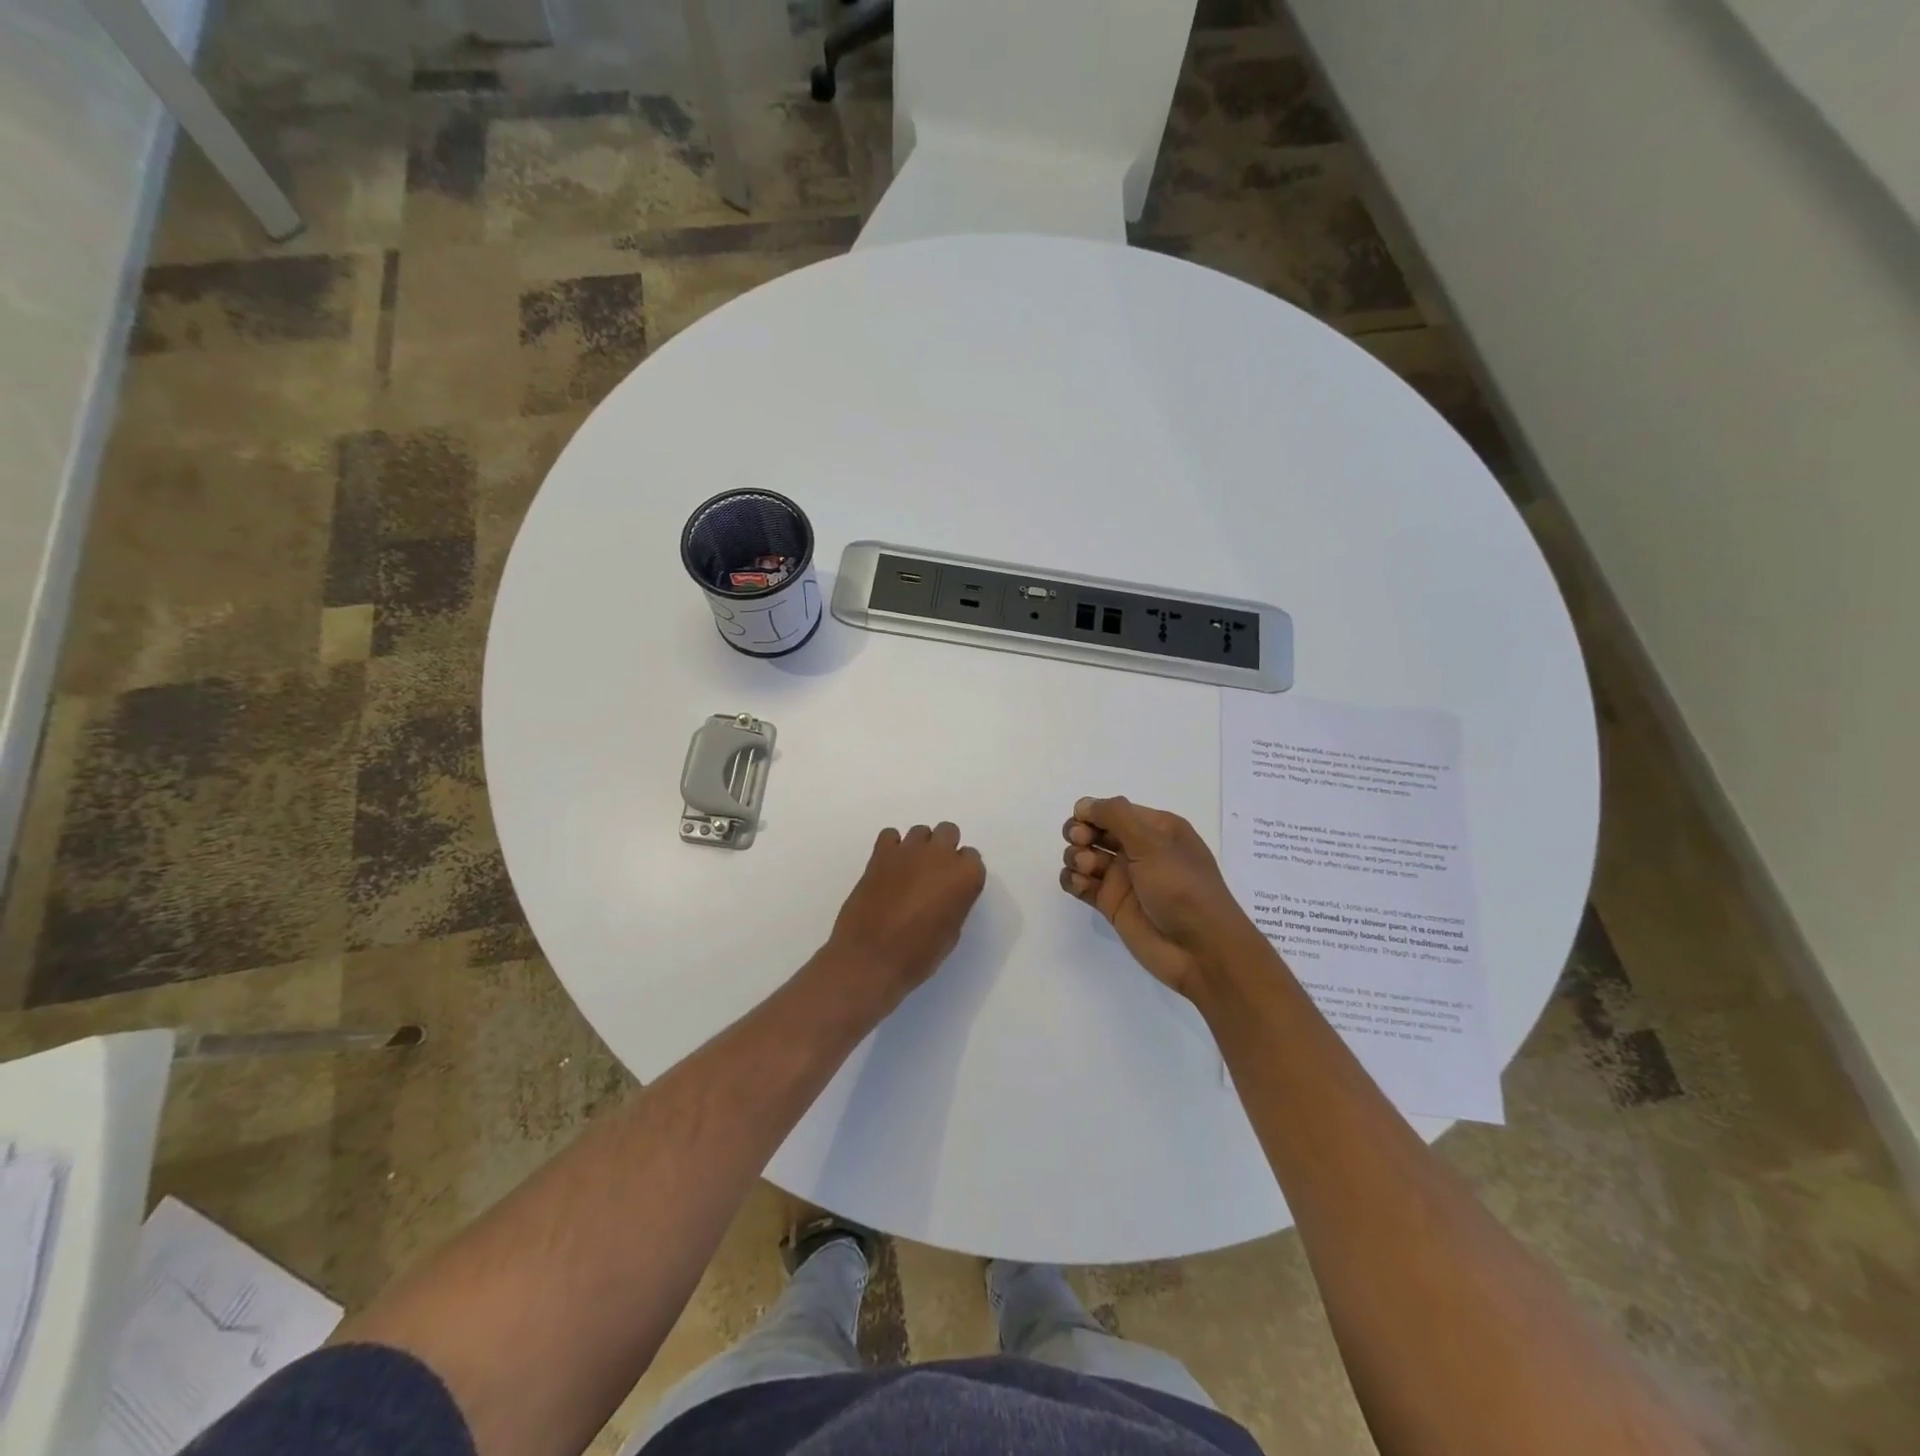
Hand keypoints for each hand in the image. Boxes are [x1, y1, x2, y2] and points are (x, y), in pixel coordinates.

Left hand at [825, 822, 986, 1007]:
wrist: (870, 958)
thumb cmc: (918, 955)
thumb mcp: (951, 933)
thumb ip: (954, 902)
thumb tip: (945, 894)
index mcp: (965, 876)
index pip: (972, 858)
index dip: (961, 872)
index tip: (952, 887)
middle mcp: (941, 855)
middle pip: (948, 832)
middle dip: (944, 848)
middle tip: (933, 873)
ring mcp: (909, 851)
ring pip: (921, 831)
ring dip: (919, 846)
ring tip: (909, 871)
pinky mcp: (880, 853)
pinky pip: (890, 835)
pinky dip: (892, 847)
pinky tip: (888, 868)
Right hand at [1060, 796, 1256, 998]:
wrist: (1200, 951)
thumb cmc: (1182, 888)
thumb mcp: (1154, 843)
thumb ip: (1116, 816)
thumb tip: (1084, 804)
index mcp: (1157, 829)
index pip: (1114, 810)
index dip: (1093, 812)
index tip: (1082, 822)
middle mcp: (1139, 850)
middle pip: (1095, 830)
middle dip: (1080, 833)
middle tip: (1081, 843)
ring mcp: (1124, 878)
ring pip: (1084, 856)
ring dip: (1076, 857)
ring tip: (1086, 869)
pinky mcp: (1111, 905)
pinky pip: (1082, 884)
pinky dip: (1073, 880)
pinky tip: (1079, 884)